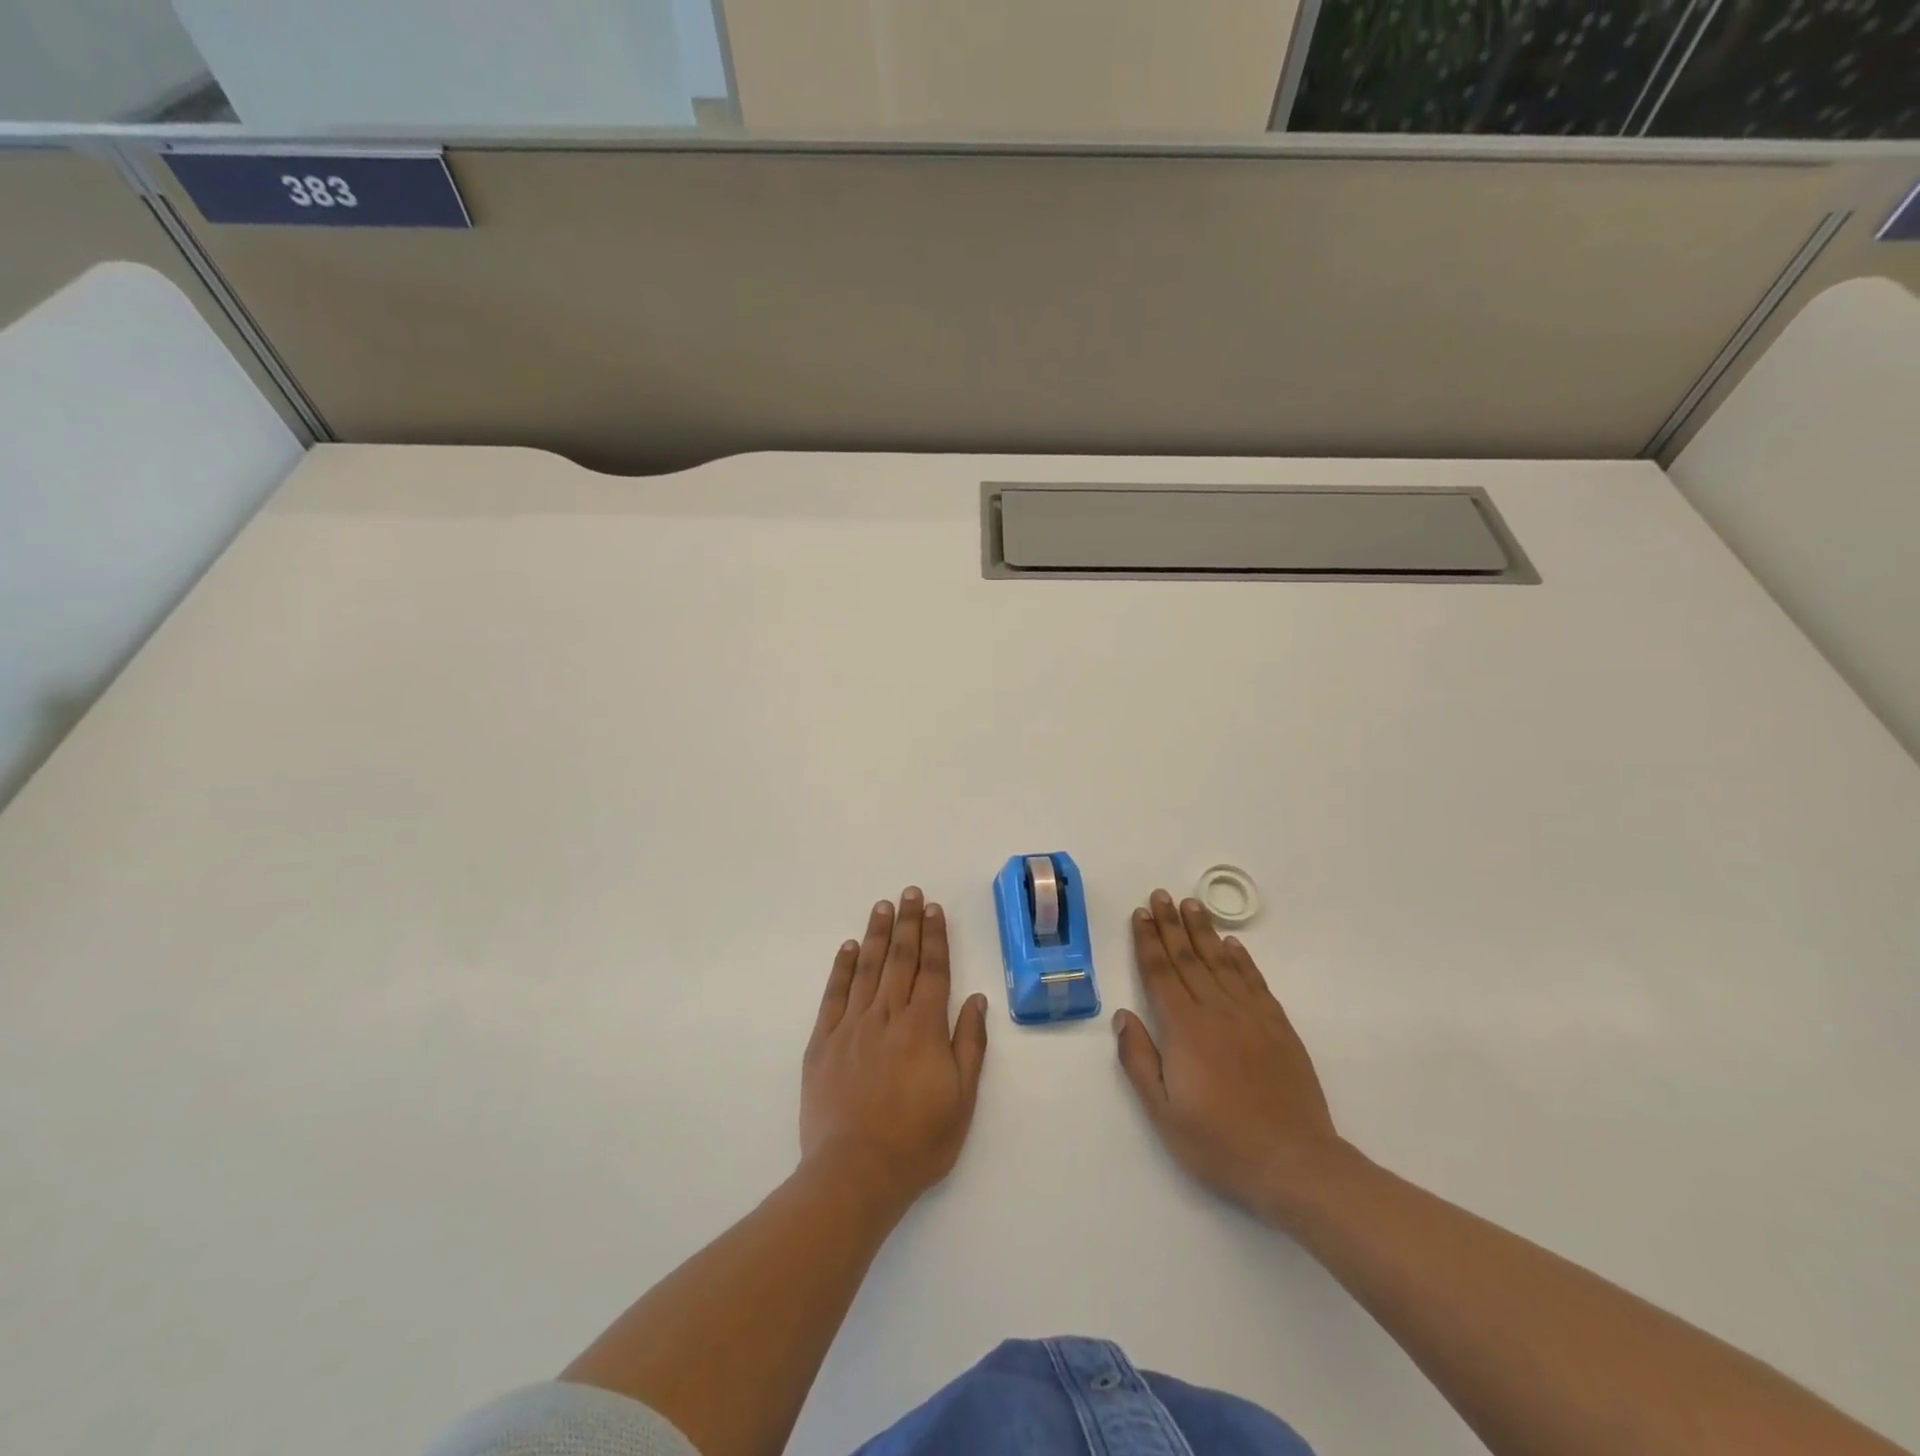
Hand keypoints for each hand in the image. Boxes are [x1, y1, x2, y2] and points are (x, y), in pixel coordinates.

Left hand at [800, 889, 988, 1213]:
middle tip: (909, 892)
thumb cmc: (918, 1141)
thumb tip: (976, 1000)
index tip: (933, 908)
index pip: (933, 970)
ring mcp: (852, 1026)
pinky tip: (847, 947)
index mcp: (923, 1027)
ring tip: (882, 906)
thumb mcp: (962, 1099)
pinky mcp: (823, 1041)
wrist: (855, 1173)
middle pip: (900, 959)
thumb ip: (969, 1044)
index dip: (934, 936)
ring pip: (866, 968)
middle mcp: (888, 1016)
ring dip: (876, 934)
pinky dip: (841, 967)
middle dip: (907, 923)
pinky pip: (834, 994)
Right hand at [1114, 890, 1349, 1225]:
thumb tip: (1122, 1016)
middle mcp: (1216, 1012)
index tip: (1141, 914)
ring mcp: (1251, 1016)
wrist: (1295, 1163)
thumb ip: (1139, 1061)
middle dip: (1171, 925)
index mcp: (1184, 1030)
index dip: (1148, 941)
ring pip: (1221, 962)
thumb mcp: (1164, 1114)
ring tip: (1191, 904)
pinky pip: (1255, 981)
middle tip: (1160, 895)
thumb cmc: (1220, 1144)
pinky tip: (1232, 943)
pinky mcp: (1278, 1027)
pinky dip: (1242, 959)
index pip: (1160, 974)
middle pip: (1188, 959)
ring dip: (1203, 931)